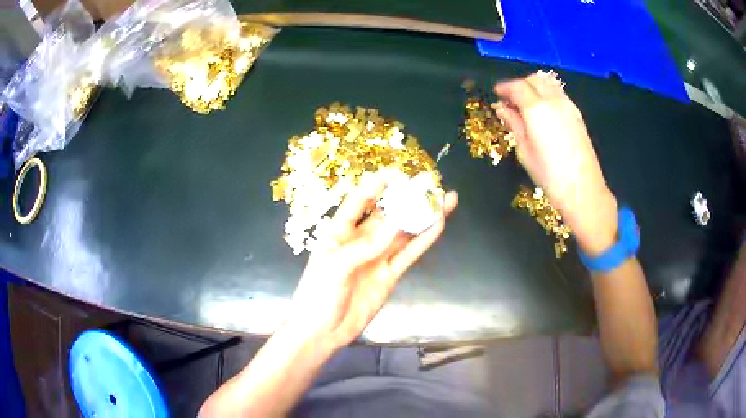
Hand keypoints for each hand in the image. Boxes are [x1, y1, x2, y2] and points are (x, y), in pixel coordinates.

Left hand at [287, 176, 457, 348]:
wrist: (323, 331)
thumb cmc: (318, 294)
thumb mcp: (335, 266)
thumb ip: (365, 246)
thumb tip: (396, 222)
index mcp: (339, 232)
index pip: (358, 202)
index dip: (375, 186)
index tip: (395, 172)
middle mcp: (361, 240)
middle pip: (388, 215)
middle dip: (407, 199)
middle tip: (430, 183)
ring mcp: (378, 258)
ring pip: (404, 233)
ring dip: (424, 216)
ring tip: (445, 199)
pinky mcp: (390, 275)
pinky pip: (409, 254)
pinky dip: (424, 240)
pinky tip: (438, 225)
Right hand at [493, 72, 617, 255]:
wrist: (583, 189)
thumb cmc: (549, 175)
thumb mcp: (524, 151)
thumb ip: (514, 124)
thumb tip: (502, 108)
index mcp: (537, 109)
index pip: (517, 86)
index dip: (504, 88)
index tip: (497, 94)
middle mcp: (553, 101)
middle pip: (534, 79)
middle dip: (520, 84)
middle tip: (511, 100)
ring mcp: (568, 106)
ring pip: (548, 83)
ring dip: (535, 87)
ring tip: (527, 104)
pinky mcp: (577, 115)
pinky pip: (559, 93)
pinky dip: (547, 94)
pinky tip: (543, 111)